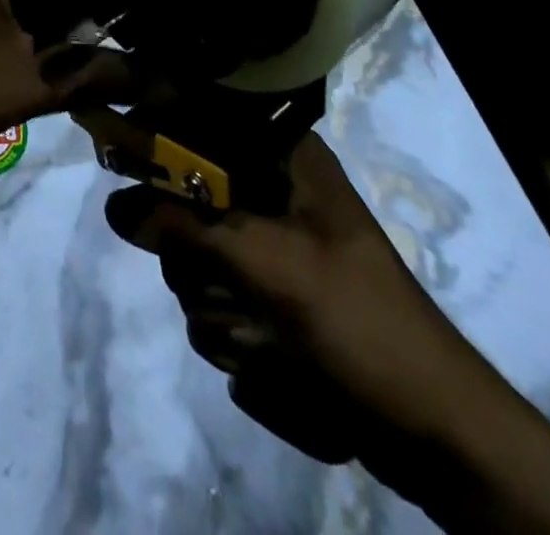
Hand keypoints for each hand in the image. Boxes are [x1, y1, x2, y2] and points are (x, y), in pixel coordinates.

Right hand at [106, 135, 549, 532]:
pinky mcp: (263, 295)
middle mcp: (267, 191)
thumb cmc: (361, 327)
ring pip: (189, 259)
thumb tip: (114, 205)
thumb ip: (187, 227)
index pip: (196, 113)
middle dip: (193, 256)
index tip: (112, 146)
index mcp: (280, 157)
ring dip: (217, 310)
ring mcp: (264, 246)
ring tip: (268, 339)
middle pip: (180, 197)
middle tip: (227, 282)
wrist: (437, 436)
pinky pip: (211, 304)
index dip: (152, 125)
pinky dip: (233, 339)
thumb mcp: (270, 267)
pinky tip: (275, 363)